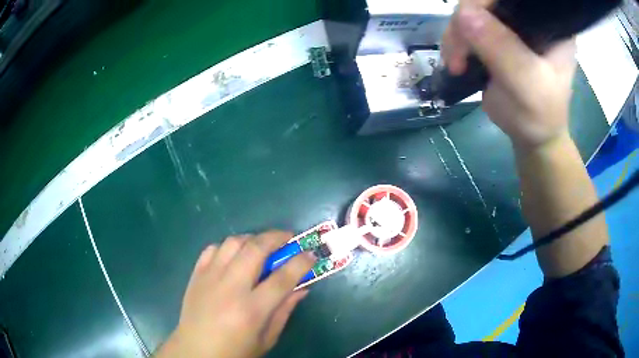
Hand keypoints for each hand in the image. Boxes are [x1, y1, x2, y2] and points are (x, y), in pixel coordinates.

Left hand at [155, 231, 315, 357]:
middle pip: (256, 249)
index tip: (311, 254)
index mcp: (251, 310)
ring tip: (261, 246)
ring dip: (252, 239)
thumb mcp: (267, 339)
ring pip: (233, 243)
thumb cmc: (236, 351)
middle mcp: (230, 288)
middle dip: (276, 237)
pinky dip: (227, 247)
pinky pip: (212, 249)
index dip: (301, 262)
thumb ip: (284, 311)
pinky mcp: (196, 275)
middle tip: (288, 238)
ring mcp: (210, 278)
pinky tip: (234, 256)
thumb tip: (302, 288)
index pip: (282, 278)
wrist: (196, 351)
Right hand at [442, 0, 577, 149]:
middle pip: (487, 1)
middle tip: (458, 55)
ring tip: (456, 64)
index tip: (469, 24)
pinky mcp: (496, 35)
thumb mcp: (527, 84)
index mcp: (548, 22)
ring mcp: (511, 25)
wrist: (532, 137)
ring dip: (456, 35)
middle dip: (465, 23)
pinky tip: (456, 60)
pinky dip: (456, 41)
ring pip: (471, 11)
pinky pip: (467, 25)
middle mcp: (528, 17)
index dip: (486, 2)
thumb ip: (502, 48)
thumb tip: (463, 13)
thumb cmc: (539, 115)